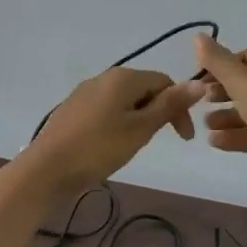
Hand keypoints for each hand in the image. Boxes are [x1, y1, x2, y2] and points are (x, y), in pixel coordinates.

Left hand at [18, 67, 206, 195]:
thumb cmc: (99, 148)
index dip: (179, 107)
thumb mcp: (141, 128)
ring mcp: (84, 93)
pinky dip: (117, 123)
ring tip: (133, 146)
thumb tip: (200, 83)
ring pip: (123, 100)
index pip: (164, 82)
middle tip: (155, 142)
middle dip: (157, 113)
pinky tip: (110, 145)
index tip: (183, 139)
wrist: (47, 168)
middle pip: (143, 89)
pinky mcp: (72, 109)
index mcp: (123, 77)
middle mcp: (103, 77)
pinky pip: (105, 110)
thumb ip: (169, 106)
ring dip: (137, 119)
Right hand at [192, 35, 246, 198]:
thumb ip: (216, 60)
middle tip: (202, 101)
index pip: (246, 58)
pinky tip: (214, 141)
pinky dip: (234, 135)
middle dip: (222, 94)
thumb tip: (198, 36)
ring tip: (206, 125)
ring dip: (225, 117)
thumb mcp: (239, 79)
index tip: (199, 80)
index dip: (220, 67)